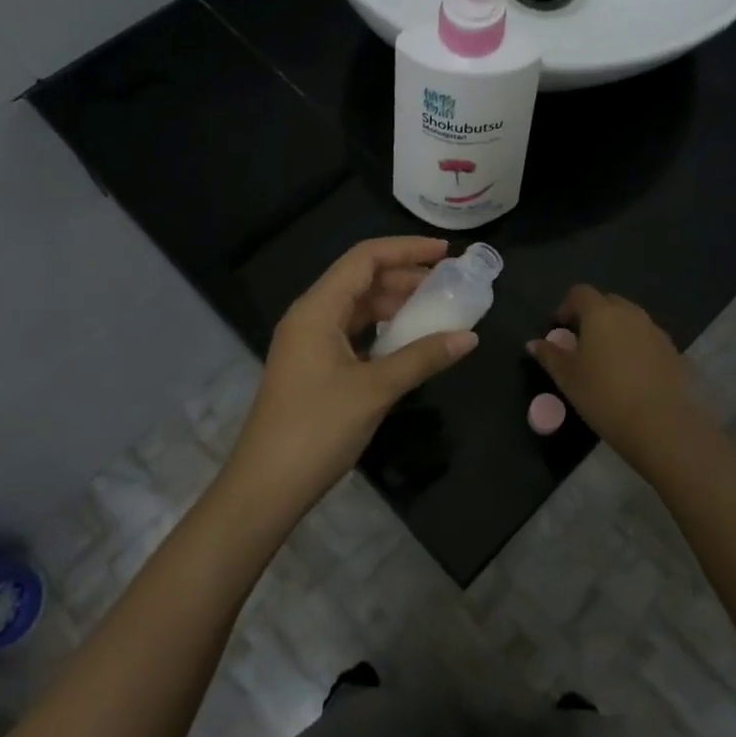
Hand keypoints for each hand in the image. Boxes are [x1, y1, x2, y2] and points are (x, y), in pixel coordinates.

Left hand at [225, 237, 478, 514]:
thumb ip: (422, 358)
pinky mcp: (314, 367)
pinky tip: (409, 342)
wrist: (266, 487)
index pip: (364, 259)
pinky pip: (353, 333)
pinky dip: (382, 331)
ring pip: (358, 308)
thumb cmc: (317, 429)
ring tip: (437, 310)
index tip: (446, 253)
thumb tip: (469, 337)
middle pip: (362, 280)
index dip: (406, 249)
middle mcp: (310, 317)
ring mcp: (309, 343)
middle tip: (450, 284)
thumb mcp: (375, 390)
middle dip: (406, 277)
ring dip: (395, 305)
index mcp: (317, 309)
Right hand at [528, 285, 709, 472]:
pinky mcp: (674, 352)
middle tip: (582, 343)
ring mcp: (656, 331)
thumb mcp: (568, 378)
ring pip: (631, 321)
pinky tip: (632, 376)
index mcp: (601, 313)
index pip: (581, 293)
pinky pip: (649, 340)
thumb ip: (550, 356)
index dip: (567, 306)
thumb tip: (533, 343)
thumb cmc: (604, 396)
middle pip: (608, 302)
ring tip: (607, 362)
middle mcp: (631, 314)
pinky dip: (637, 348)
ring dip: (617, 331)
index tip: (560, 328)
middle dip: (593, 316)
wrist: (662, 424)